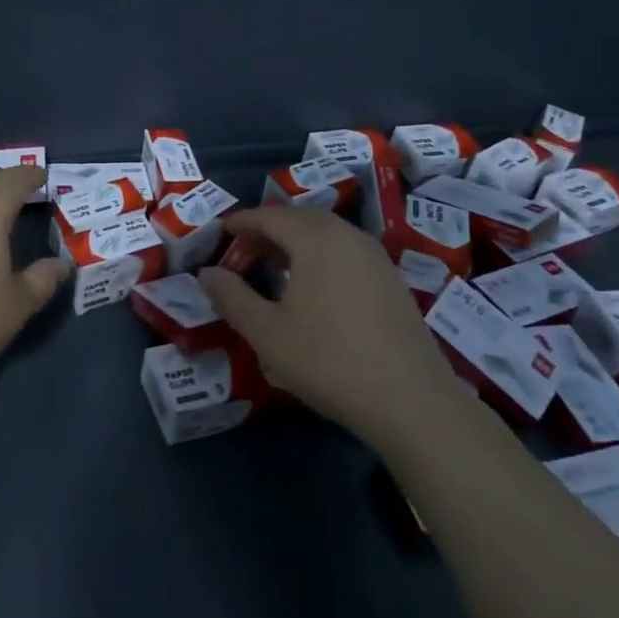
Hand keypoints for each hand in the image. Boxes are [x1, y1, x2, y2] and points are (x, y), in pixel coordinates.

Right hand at [199, 206, 449, 442]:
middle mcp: (347, 235)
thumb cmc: (329, 360)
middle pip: (299, 219)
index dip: (240, 222)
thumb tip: (207, 272)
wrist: (412, 401)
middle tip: (243, 252)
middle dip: (267, 230)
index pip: (269, 216)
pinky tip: (313, 290)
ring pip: (325, 235)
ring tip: (274, 269)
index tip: (219, 234)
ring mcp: (375, 256)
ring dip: (295, 243)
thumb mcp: (266, 333)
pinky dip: (320, 257)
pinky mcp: (392, 280)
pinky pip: (345, 252)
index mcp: (315, 237)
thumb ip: (231, 297)